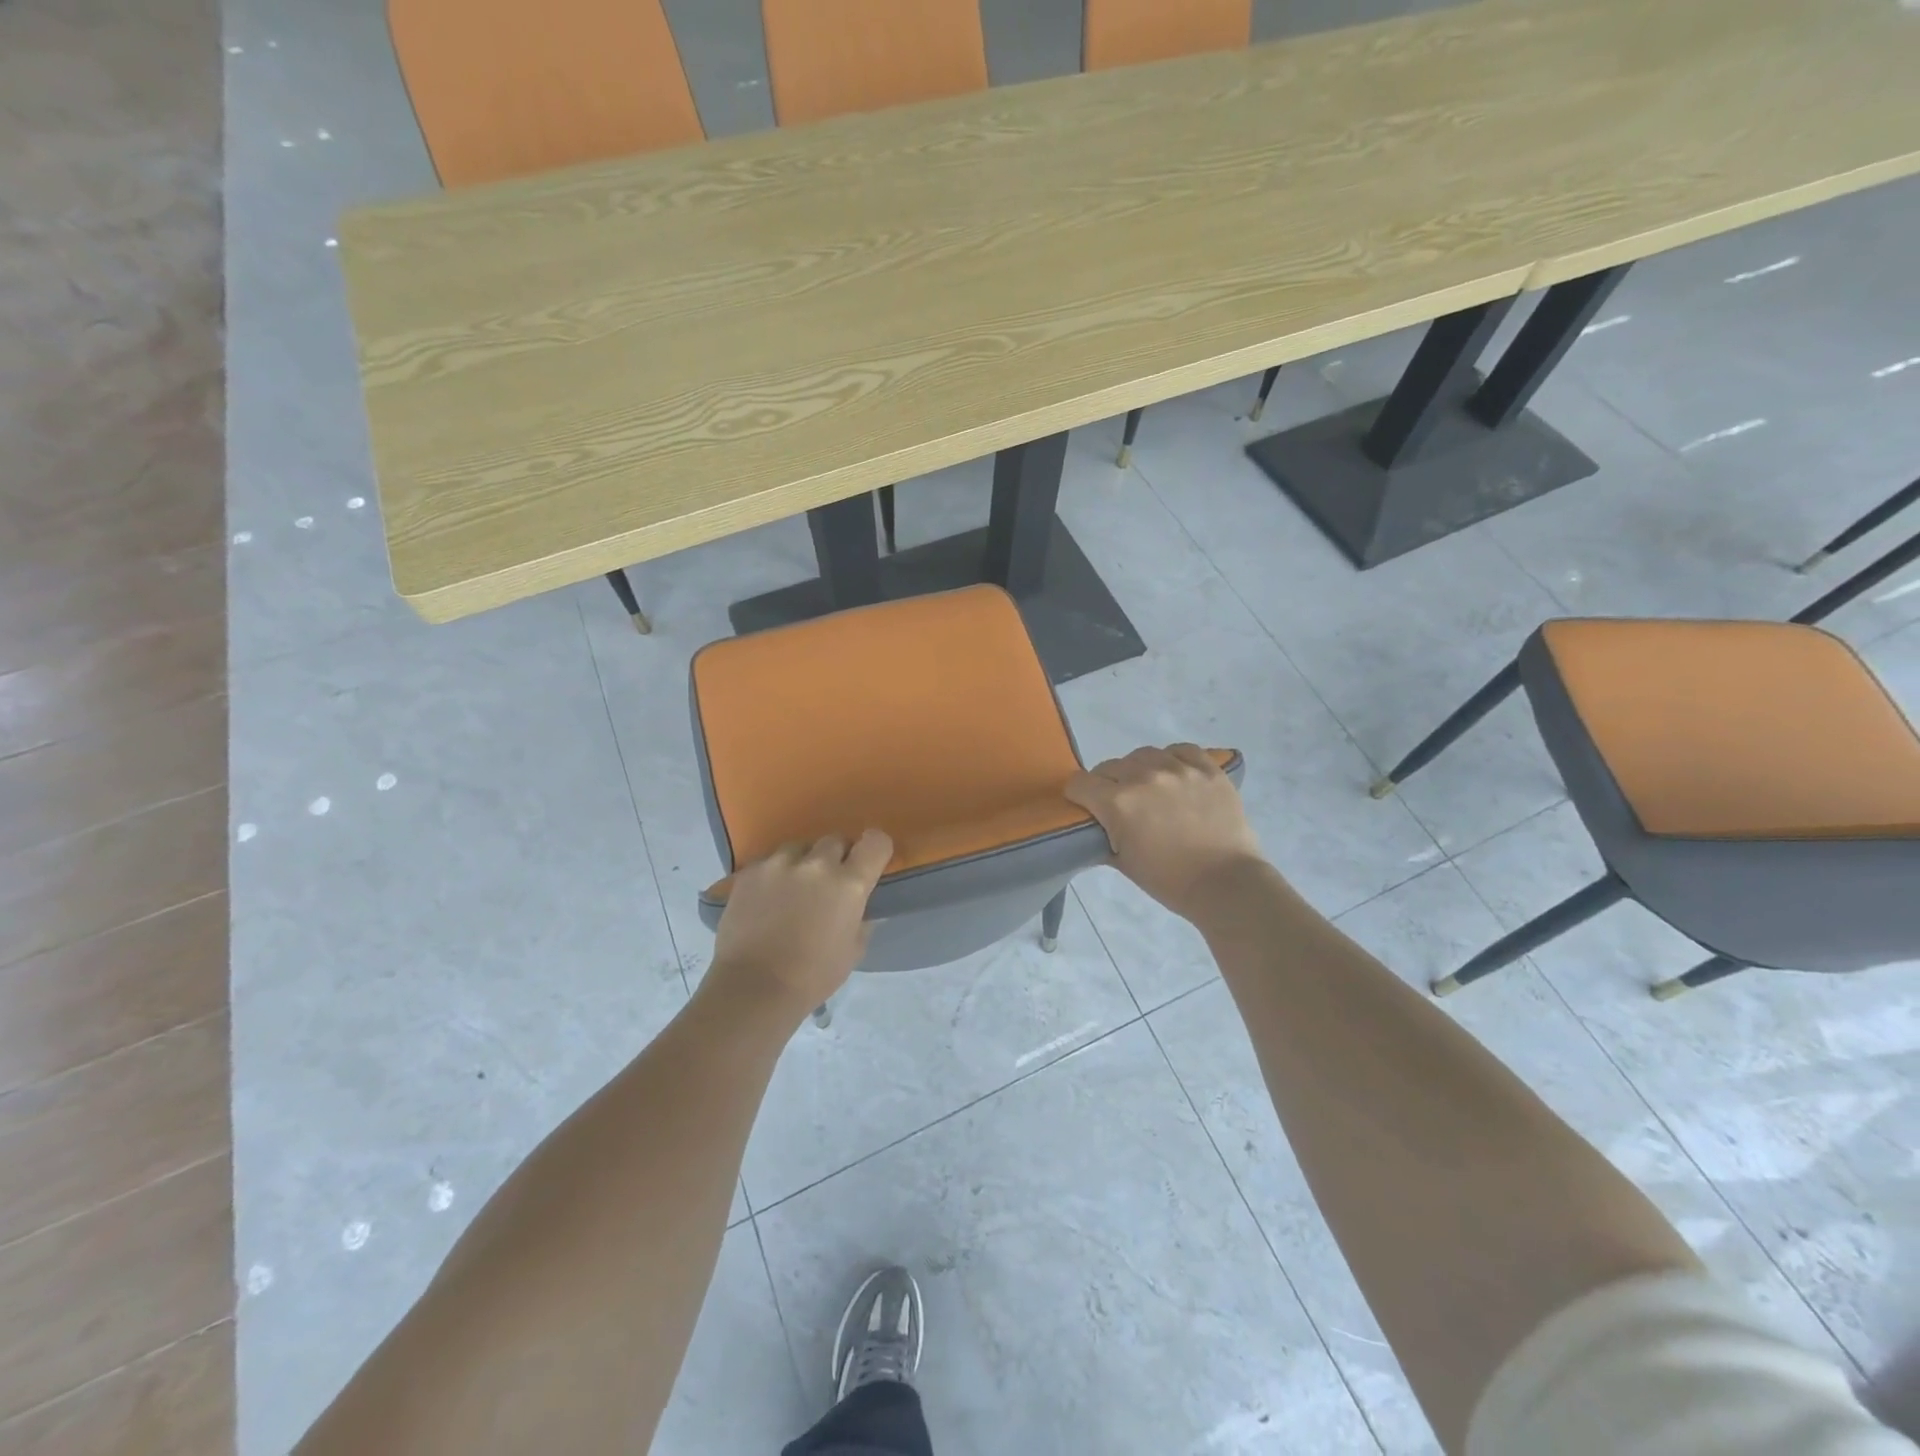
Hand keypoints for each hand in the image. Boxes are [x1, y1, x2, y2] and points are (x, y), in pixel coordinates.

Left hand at [706, 830, 893, 1017]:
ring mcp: (779, 864)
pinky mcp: (749, 872)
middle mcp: (816, 864)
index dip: (875, 849)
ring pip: (799, 848)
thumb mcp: (853, 951)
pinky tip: (767, 899)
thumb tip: (861, 906)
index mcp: (849, 883)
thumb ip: (862, 920)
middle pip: (835, 840)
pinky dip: (774, 874)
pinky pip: (769, 862)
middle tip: (828, 883)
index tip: (868, 862)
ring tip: (794, 888)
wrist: (753, 988)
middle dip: (836, 857)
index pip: (875, 842)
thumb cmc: (812, 976)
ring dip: (803, 862)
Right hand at [1065, 744, 1262, 922]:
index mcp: (1118, 802)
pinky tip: (1176, 776)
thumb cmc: (1170, 881)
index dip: (1079, 796)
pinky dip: (1173, 760)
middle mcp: (1144, 777)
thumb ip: (1102, 837)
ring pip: (1143, 754)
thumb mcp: (1123, 863)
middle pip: (1109, 766)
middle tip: (1122, 806)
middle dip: (1107, 785)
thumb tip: (1094, 826)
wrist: (1226, 884)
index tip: (1088, 808)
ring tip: (1150, 789)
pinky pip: (1181, 750)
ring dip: (1139, 769)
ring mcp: (1179, 769)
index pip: (1079, 783)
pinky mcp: (1208, 769)